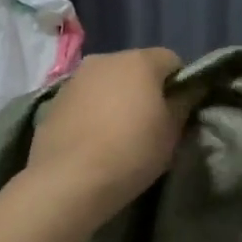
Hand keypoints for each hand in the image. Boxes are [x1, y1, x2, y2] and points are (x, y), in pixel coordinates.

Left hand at [27, 48, 189, 218]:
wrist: (68, 181)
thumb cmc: (131, 151)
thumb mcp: (172, 132)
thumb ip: (183, 103)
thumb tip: (187, 91)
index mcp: (139, 61)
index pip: (172, 60)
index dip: (180, 84)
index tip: (179, 112)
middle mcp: (105, 59)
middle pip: (137, 68)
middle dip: (147, 89)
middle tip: (152, 124)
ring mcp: (76, 79)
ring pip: (109, 82)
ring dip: (118, 99)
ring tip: (120, 134)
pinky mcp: (54, 101)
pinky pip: (86, 99)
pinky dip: (94, 111)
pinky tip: (95, 140)